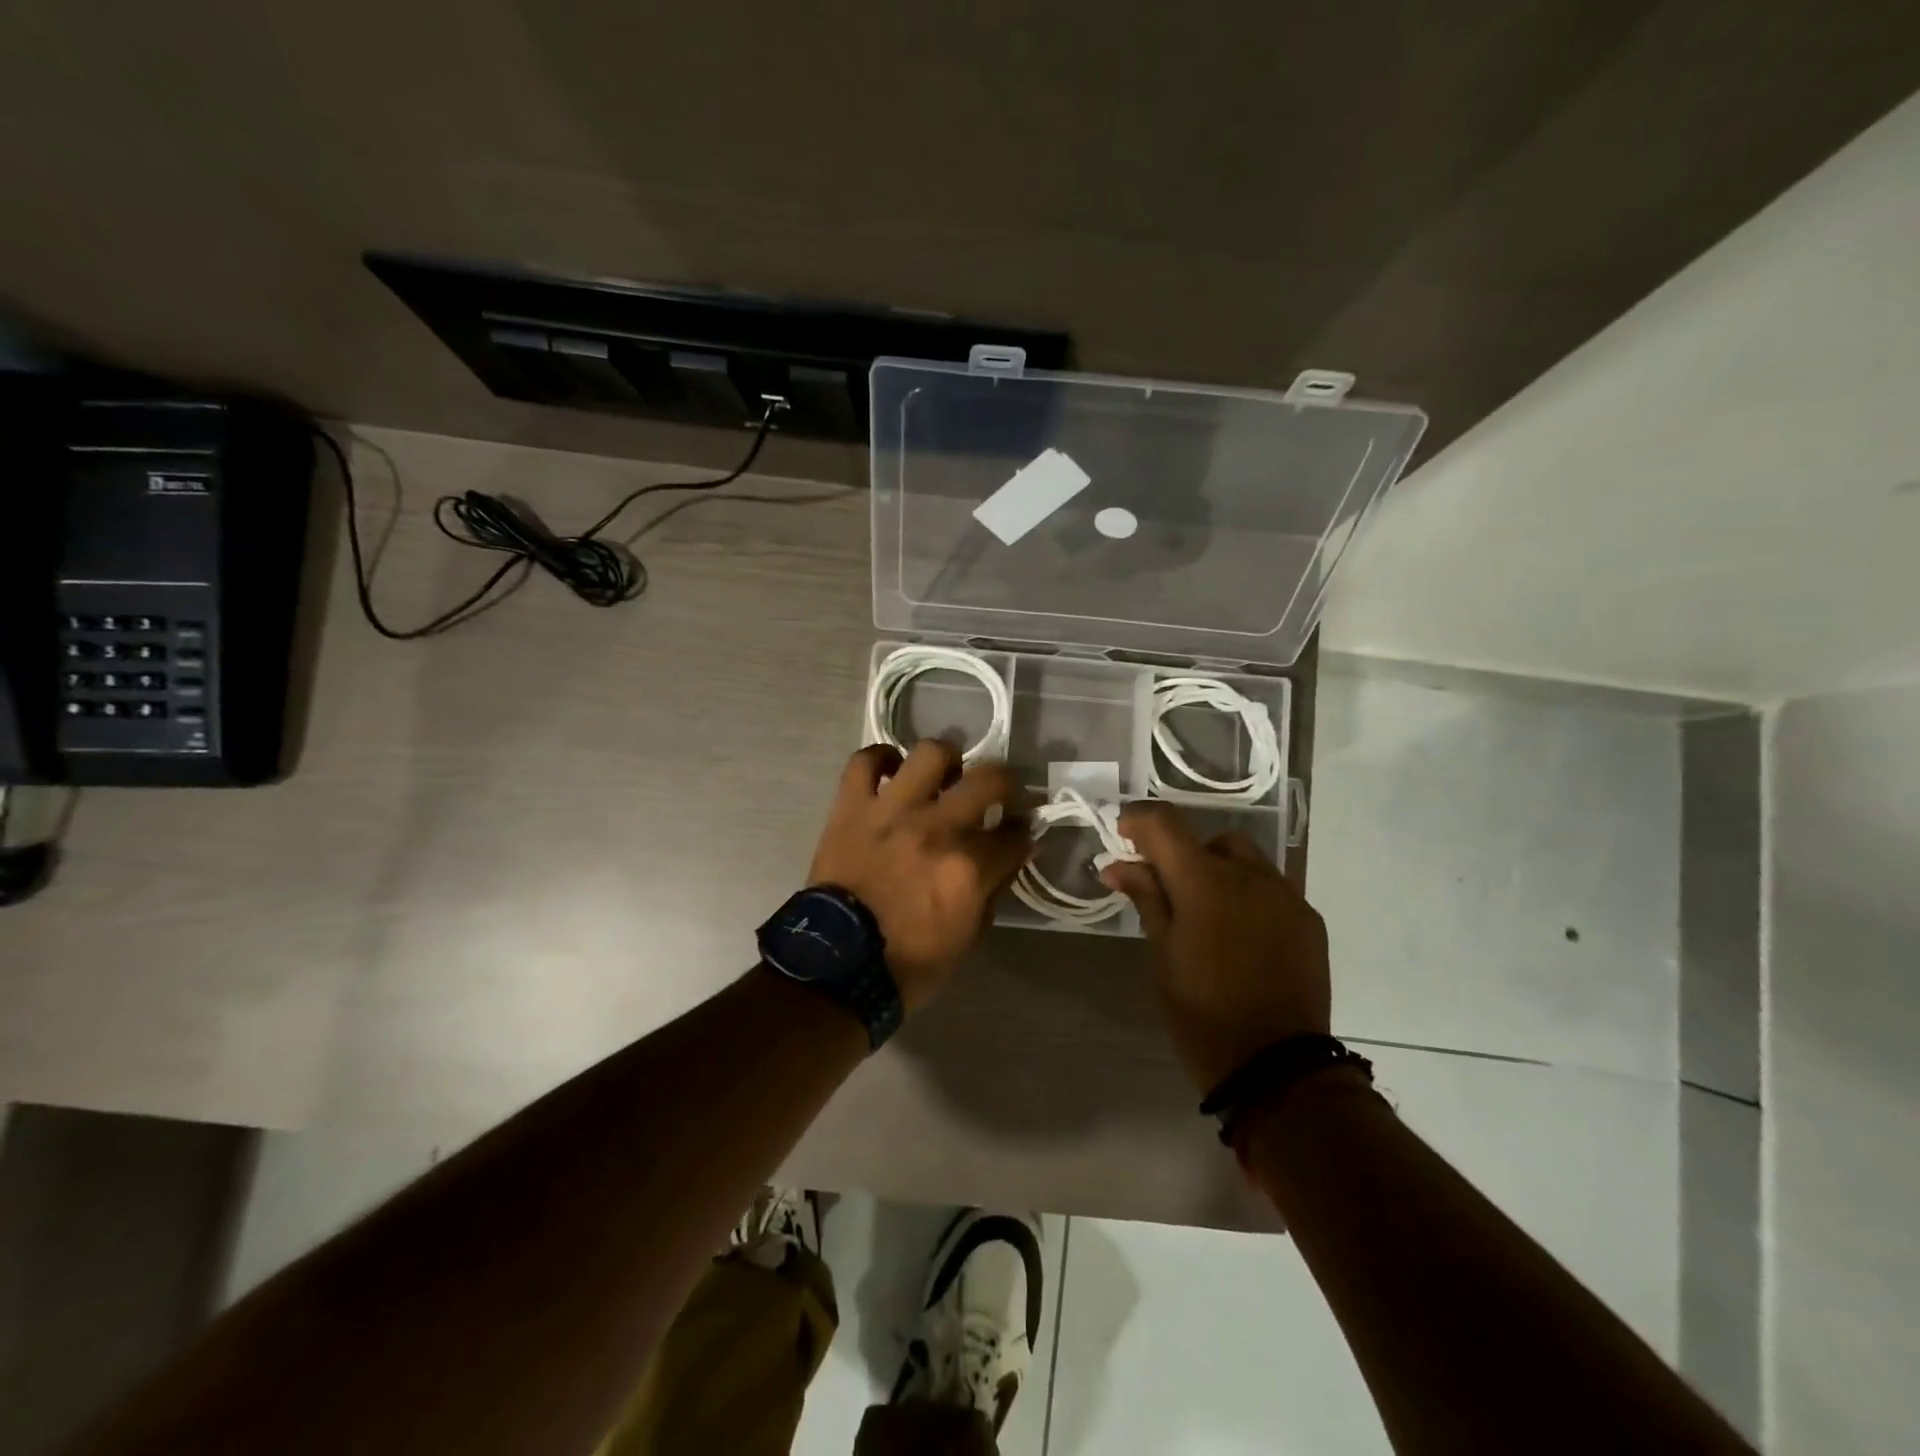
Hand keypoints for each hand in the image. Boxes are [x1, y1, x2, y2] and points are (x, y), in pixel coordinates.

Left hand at [810, 741, 1030, 1010]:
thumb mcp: (969, 936)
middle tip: (997, 794)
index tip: (1019, 830)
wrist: (837, 966)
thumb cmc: (909, 961)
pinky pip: (864, 761)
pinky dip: (880, 759)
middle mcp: (937, 828)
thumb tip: (1009, 856)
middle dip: (1005, 784)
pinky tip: (891, 771)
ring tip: (943, 776)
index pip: (1016, 833)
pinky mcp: (852, 806)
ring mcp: (892, 811)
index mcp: (969, 868)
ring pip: (931, 753)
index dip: (1023, 830)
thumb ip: (993, 889)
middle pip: (989, 778)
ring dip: (945, 761)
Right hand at [1100, 801, 1331, 1091]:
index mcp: (1205, 883)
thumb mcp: (1162, 955)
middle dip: (1182, 852)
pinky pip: (1271, 888)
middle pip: (1209, 839)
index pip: (1165, 824)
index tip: (1123, 836)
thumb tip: (1118, 865)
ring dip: (1218, 870)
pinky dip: (1247, 894)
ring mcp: (1286, 896)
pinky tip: (1239, 933)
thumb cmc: (1202, 1013)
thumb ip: (1146, 898)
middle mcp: (1251, 876)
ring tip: (1205, 913)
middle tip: (1165, 889)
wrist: (1277, 1069)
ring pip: (1245, 860)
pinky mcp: (1309, 920)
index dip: (1139, 820)